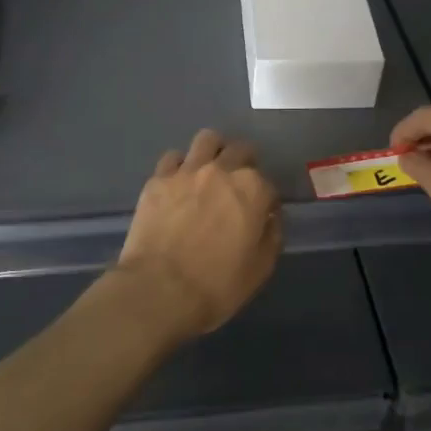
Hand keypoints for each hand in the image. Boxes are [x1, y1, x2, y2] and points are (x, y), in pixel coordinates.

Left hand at [116, 130, 282, 338]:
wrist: (159, 290)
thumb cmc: (217, 285)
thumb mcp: (260, 268)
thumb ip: (272, 235)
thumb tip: (270, 218)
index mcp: (253, 190)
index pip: (269, 184)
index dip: (267, 201)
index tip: (262, 215)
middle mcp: (222, 170)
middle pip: (240, 151)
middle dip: (245, 164)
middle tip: (238, 187)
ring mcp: (187, 171)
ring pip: (207, 140)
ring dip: (214, 151)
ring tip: (210, 171)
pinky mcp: (158, 179)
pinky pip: (173, 158)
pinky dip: (181, 166)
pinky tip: (179, 183)